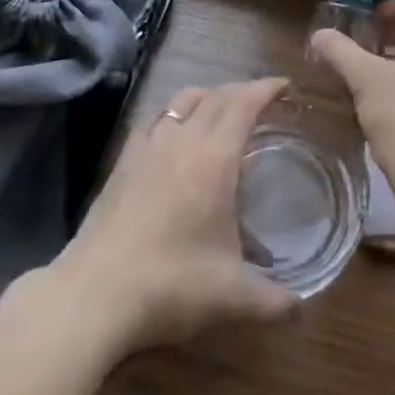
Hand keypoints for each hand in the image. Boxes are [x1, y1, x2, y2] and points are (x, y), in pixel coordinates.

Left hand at [41, 77, 299, 356]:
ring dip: (207, 96)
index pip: (244, 104)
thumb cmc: (169, 285)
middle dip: (242, 90)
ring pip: (182, 100)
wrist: (93, 296)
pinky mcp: (122, 162)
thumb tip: (300, 308)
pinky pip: (153, 120)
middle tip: (261, 100)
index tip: (285, 86)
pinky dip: (172, 114)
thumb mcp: (229, 297)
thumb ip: (271, 300)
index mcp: (215, 158)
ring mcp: (148, 147)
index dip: (266, 89)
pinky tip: (173, 134)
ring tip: (219, 110)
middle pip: (216, 96)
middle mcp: (183, 140)